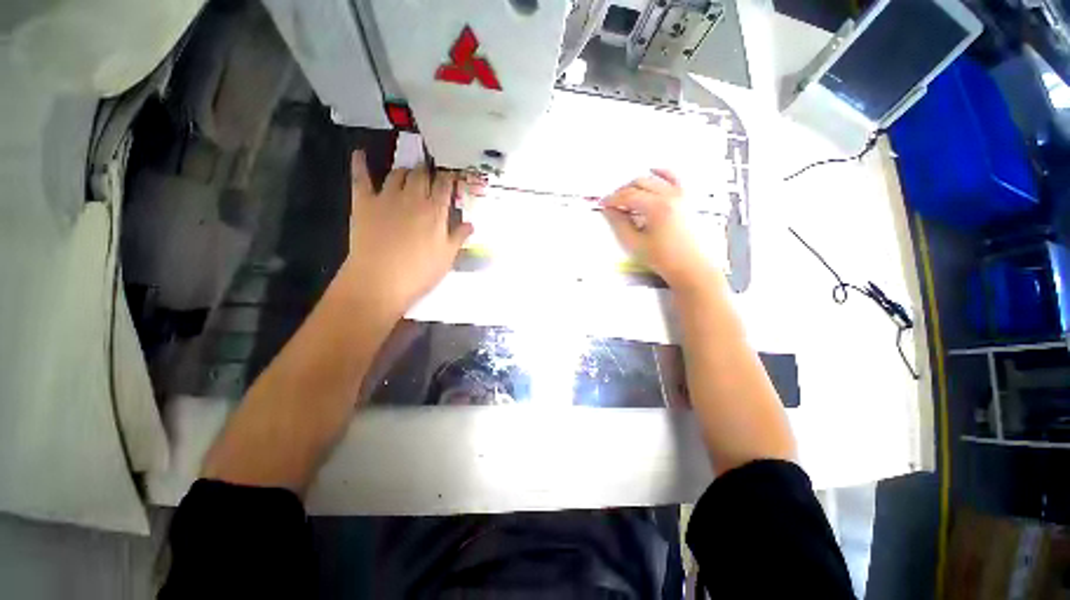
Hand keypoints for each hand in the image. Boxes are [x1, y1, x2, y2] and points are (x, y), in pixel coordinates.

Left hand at [337, 150, 472, 316]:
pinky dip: (360, 163)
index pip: (445, 186)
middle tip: (431, 174)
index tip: (452, 177)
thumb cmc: (419, 272)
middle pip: (422, 174)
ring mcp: (386, 197)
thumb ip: (458, 237)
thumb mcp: (447, 257)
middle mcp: (412, 198)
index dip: (449, 178)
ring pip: (397, 173)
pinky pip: (361, 177)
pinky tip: (361, 153)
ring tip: (409, 173)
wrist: (380, 281)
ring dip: (405, 170)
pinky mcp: (364, 202)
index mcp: (435, 211)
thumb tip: (470, 223)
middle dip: (428, 171)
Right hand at [600, 169, 716, 290]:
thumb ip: (619, 224)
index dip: (612, 199)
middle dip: (622, 191)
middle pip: (639, 183)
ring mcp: (681, 195)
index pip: (628, 196)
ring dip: (637, 183)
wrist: (691, 267)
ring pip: (654, 178)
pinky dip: (661, 173)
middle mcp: (670, 196)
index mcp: (657, 207)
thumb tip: (609, 211)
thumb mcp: (635, 244)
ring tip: (627, 195)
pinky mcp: (687, 198)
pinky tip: (653, 172)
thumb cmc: (664, 259)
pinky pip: (673, 177)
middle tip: (612, 203)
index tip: (603, 204)